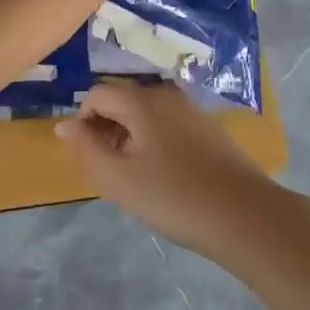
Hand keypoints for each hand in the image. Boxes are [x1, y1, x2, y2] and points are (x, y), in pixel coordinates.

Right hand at [57, 79, 279, 259]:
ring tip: (135, 177)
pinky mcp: (207, 126)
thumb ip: (86, 150)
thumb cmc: (175, 197)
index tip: (88, 158)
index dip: (83, 122)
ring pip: (145, 113)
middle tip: (111, 172)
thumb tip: (64, 125)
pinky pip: (167, 123)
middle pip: (122, 100)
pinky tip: (163, 176)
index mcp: (142, 100)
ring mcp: (190, 108)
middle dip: (107, 129)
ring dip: (130, 137)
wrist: (246, 215)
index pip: (97, 94)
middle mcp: (165, 93)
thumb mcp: (120, 180)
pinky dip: (153, 140)